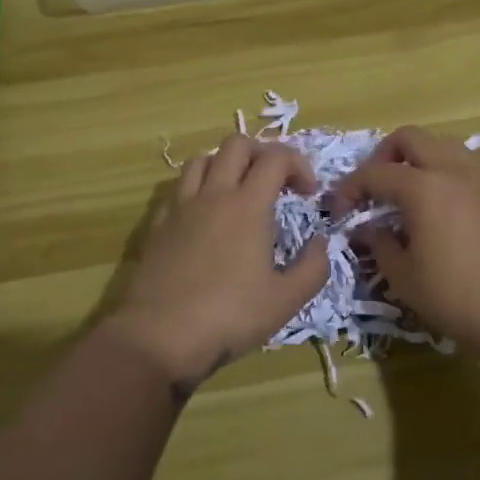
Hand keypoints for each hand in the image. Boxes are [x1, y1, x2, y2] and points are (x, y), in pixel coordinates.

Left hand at [105, 134, 330, 401]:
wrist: (158, 336)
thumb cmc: (229, 317)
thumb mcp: (285, 301)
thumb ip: (313, 268)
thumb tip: (321, 242)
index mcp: (248, 205)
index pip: (276, 157)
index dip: (299, 165)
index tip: (308, 194)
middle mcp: (213, 194)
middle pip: (237, 143)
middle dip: (263, 153)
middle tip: (276, 183)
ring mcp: (181, 206)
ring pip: (203, 159)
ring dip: (227, 165)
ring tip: (239, 192)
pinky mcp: (159, 223)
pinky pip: (180, 188)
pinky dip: (199, 188)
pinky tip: (206, 217)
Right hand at [332, 126, 479, 361]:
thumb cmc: (455, 298)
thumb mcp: (404, 277)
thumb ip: (379, 244)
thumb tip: (368, 229)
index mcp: (423, 188)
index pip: (376, 173)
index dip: (351, 188)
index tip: (340, 211)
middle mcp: (452, 172)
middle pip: (410, 137)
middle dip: (383, 156)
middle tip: (374, 188)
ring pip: (442, 144)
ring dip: (417, 157)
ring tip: (406, 191)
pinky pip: (463, 165)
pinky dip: (442, 172)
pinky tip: (437, 207)